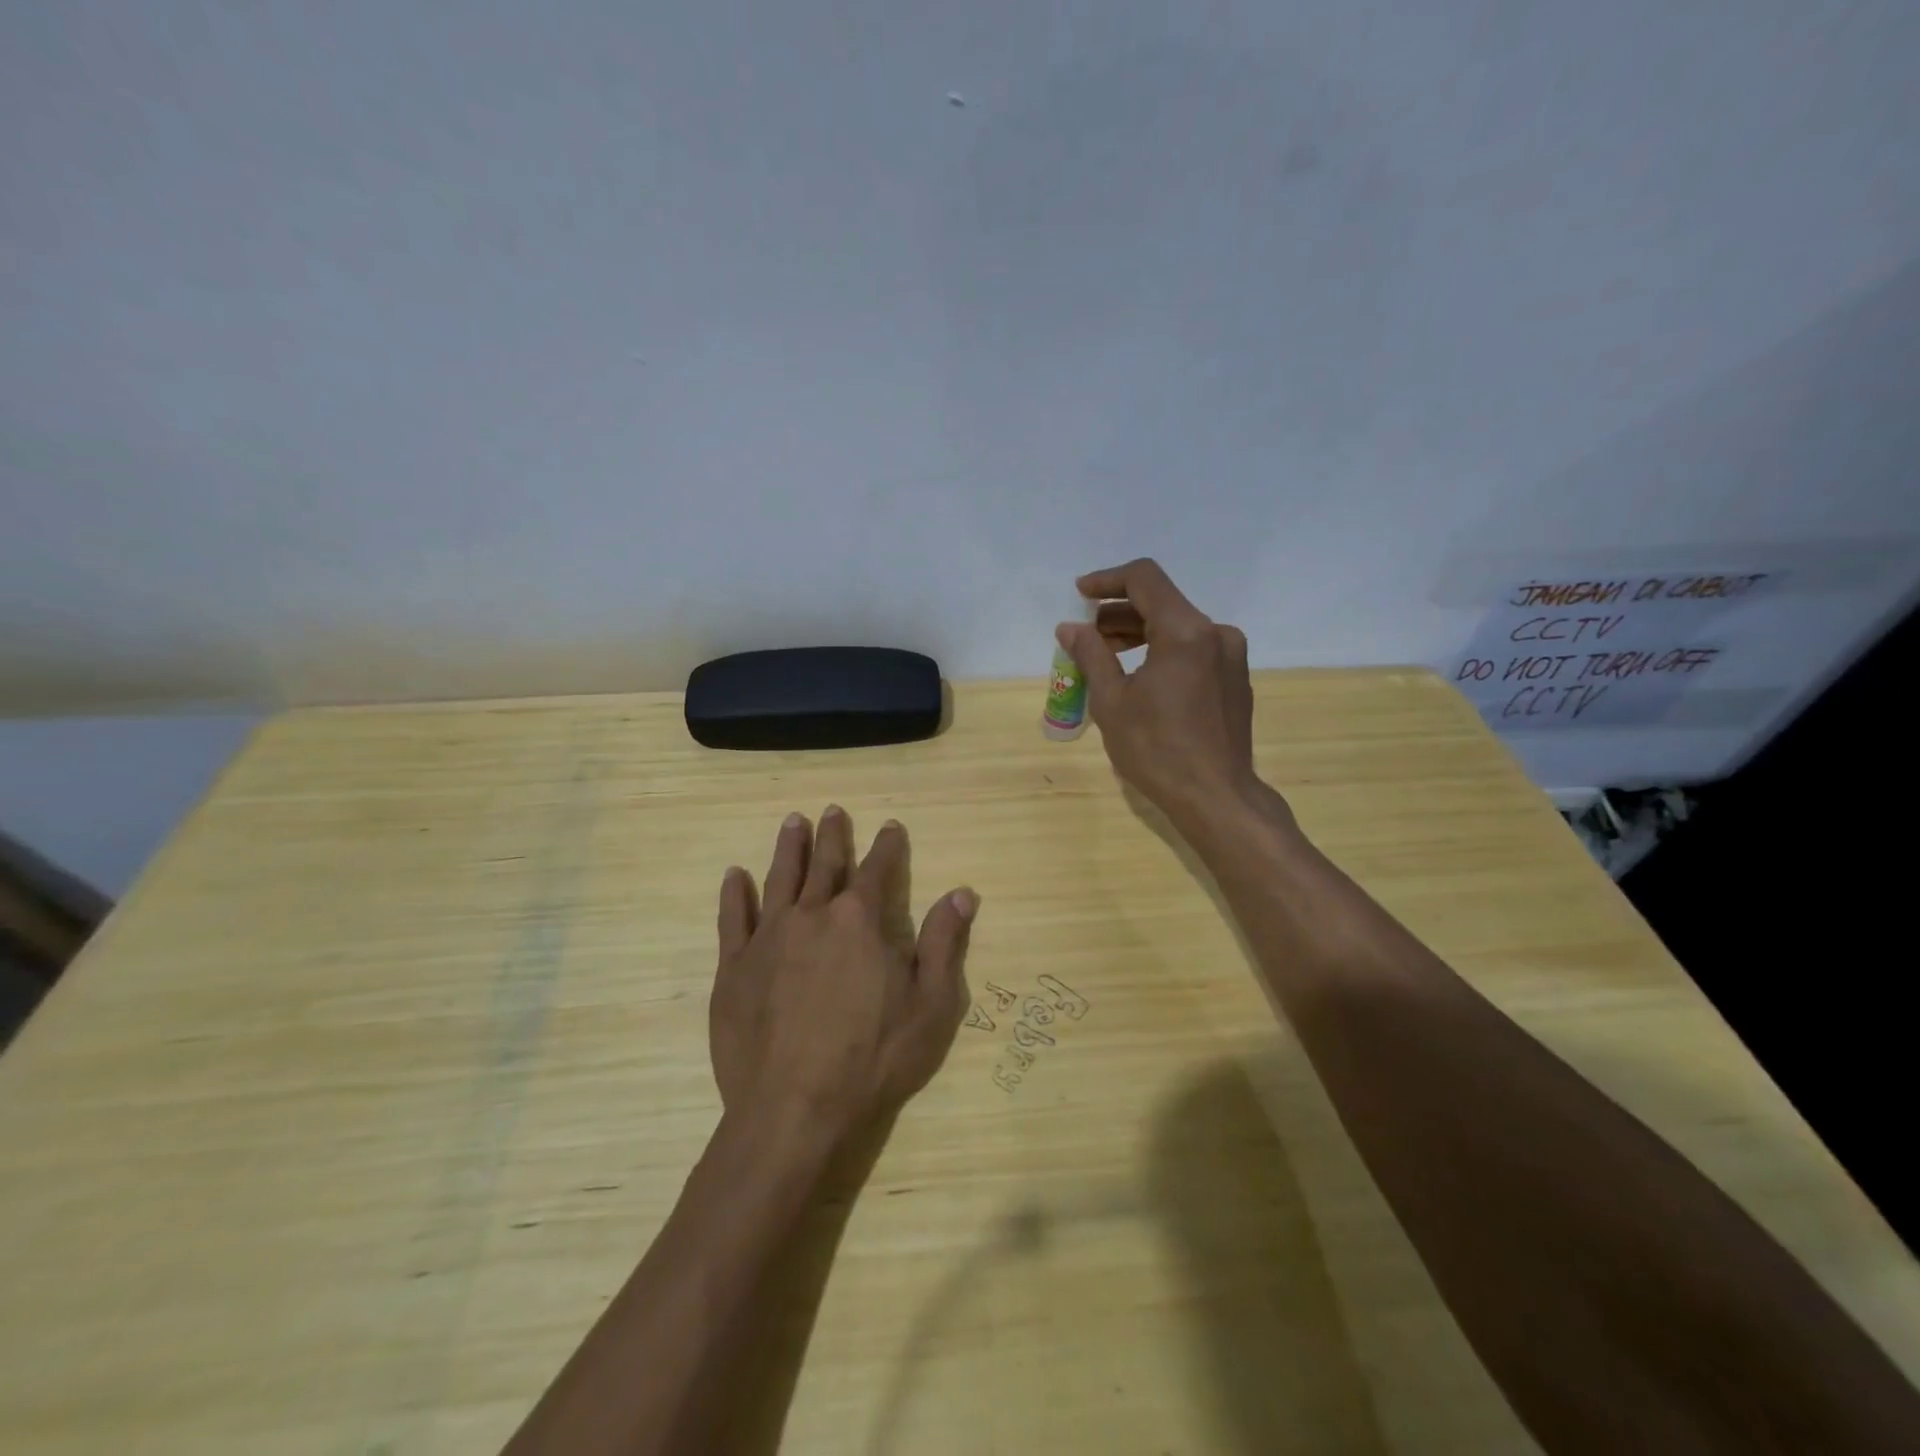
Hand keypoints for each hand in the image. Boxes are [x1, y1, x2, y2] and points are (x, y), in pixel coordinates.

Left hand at [709, 806, 977, 1143]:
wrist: (794, 1108)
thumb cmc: (873, 1057)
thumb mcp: (931, 1004)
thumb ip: (945, 943)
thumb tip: (962, 893)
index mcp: (860, 920)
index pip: (878, 869)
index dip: (887, 846)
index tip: (891, 826)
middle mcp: (813, 915)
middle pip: (825, 864)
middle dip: (833, 835)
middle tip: (832, 810)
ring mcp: (769, 938)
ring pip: (780, 879)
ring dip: (789, 848)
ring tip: (793, 822)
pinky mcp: (735, 967)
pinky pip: (734, 918)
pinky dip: (735, 893)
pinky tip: (735, 876)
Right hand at [1056, 558, 1280, 830]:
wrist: (1216, 797)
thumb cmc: (1157, 749)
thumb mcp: (1112, 701)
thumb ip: (1091, 655)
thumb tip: (1069, 628)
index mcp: (1186, 631)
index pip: (1144, 579)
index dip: (1107, 580)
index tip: (1080, 594)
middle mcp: (1216, 633)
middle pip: (1162, 603)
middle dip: (1119, 613)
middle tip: (1086, 636)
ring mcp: (1231, 657)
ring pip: (1178, 627)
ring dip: (1139, 633)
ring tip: (1106, 657)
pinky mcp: (1234, 679)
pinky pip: (1193, 650)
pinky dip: (1162, 652)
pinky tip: (1140, 677)